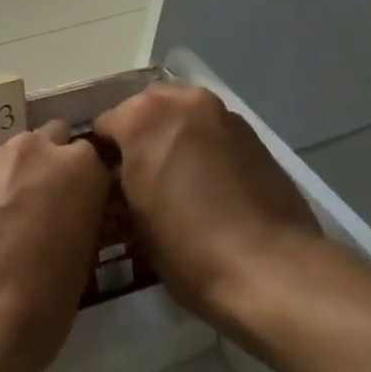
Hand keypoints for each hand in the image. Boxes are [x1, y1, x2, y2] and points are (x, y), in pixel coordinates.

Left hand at [0, 123, 111, 371]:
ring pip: (10, 158)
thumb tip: (69, 221)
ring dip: (15, 180)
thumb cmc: (35, 310)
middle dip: (52, 168)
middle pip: (52, 143)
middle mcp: (32, 151)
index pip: (97, 160)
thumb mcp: (81, 269)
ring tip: (5, 228)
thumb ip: (79, 225)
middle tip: (48, 213)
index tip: (87, 212)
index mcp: (79, 169)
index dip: (92, 187)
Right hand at [94, 84, 323, 335]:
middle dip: (139, 136)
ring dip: (173, 138)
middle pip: (147, 109)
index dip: (102, 155)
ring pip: (184, 117)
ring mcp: (223, 115)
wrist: (269, 268)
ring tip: (176, 180)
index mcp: (142, 117)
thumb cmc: (186, 247)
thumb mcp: (133, 218)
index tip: (105, 183)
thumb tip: (123, 175)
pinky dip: (204, 148)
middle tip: (139, 178)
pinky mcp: (255, 136)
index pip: (105, 125)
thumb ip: (121, 181)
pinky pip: (214, 133)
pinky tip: (208, 185)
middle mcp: (182, 102)